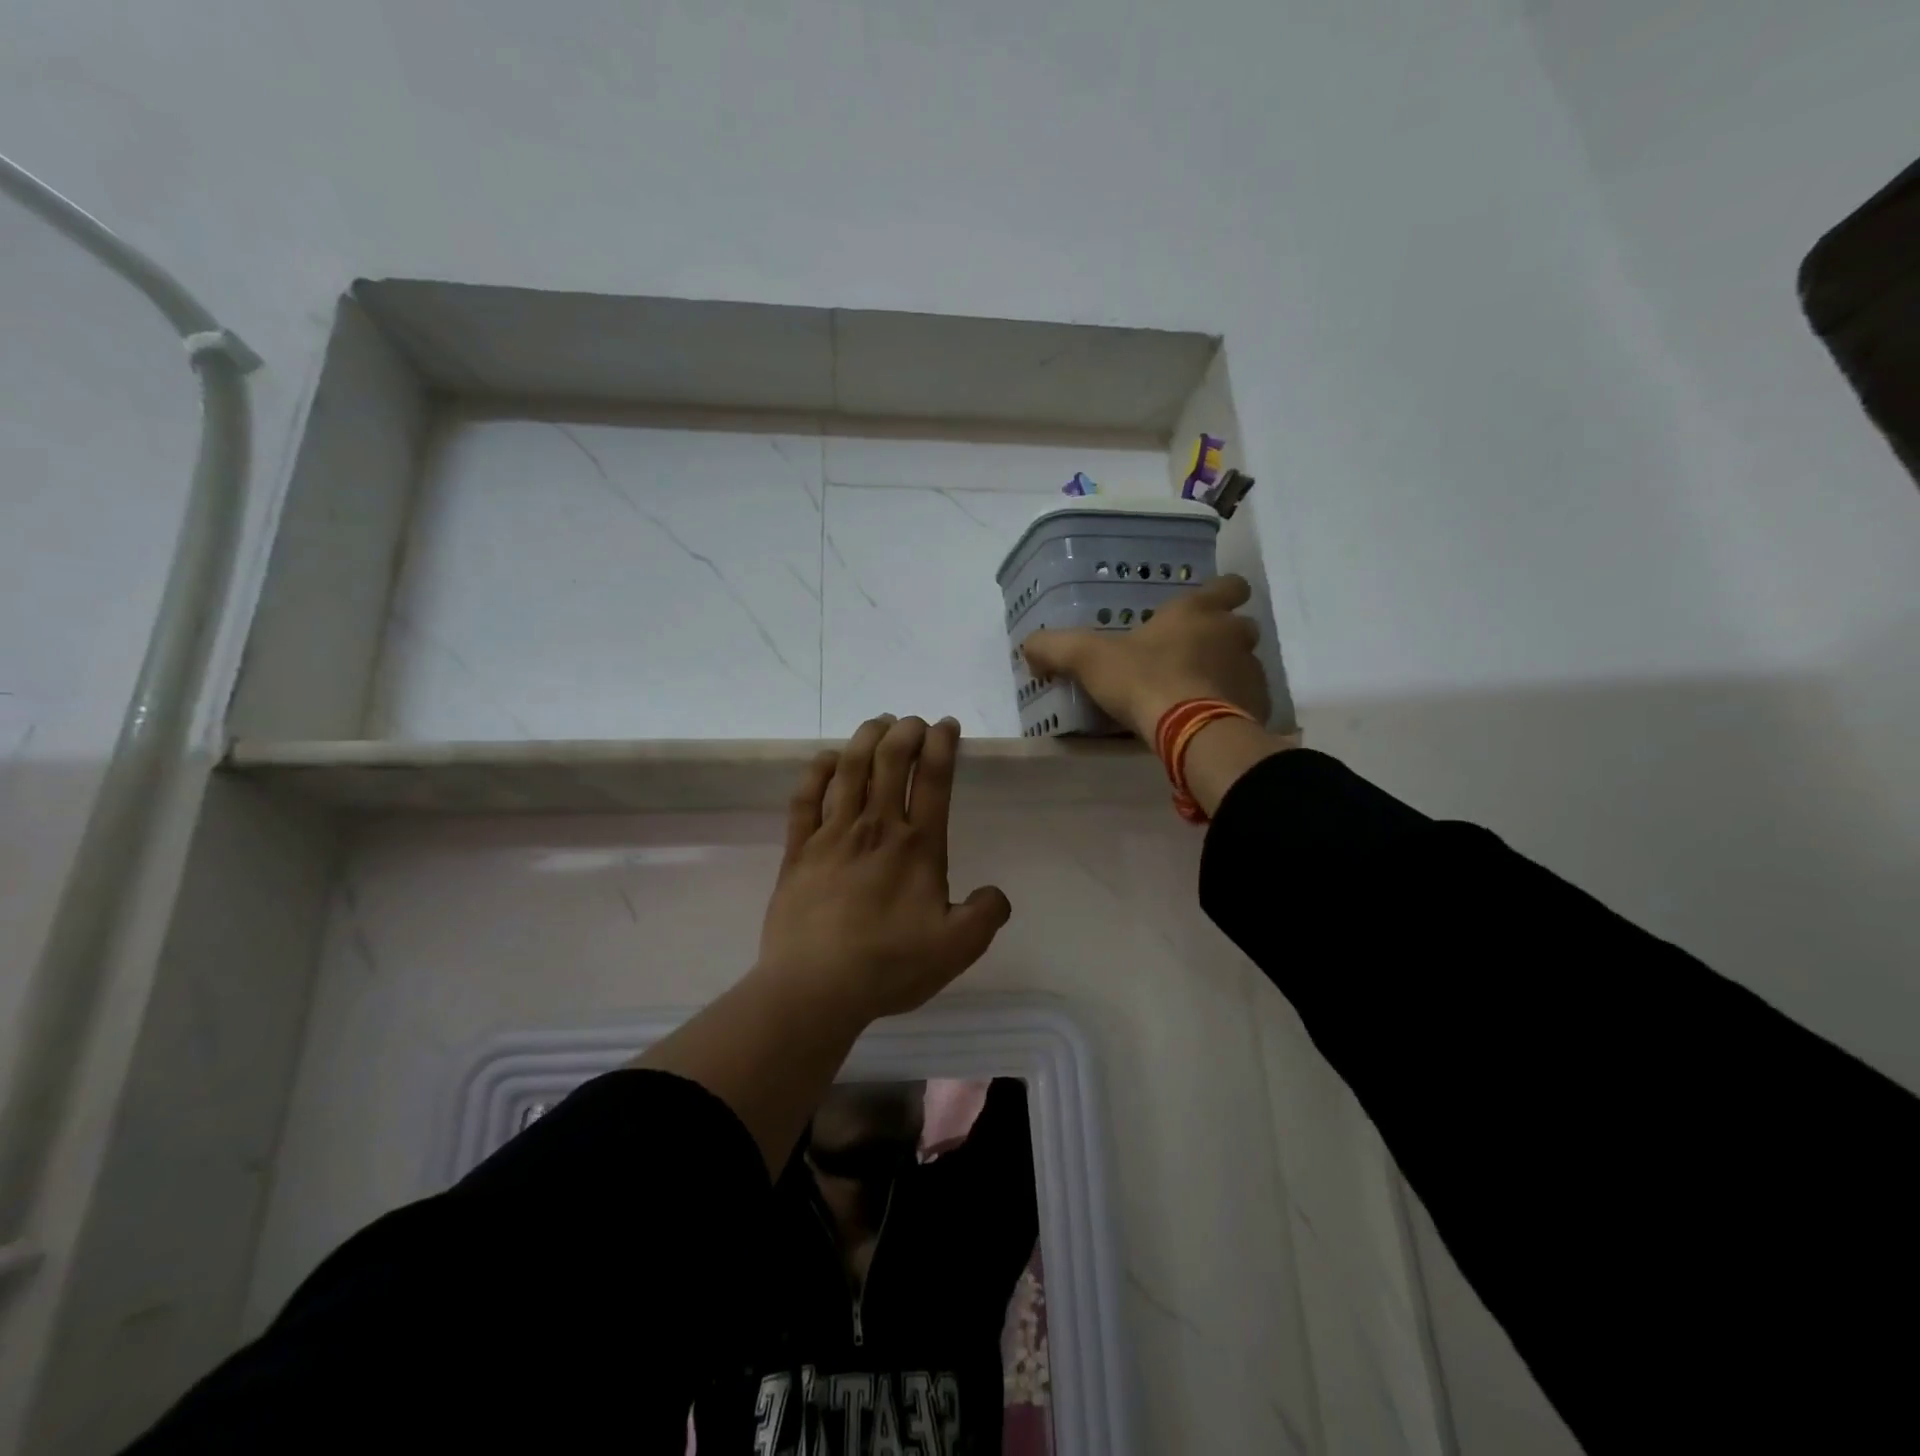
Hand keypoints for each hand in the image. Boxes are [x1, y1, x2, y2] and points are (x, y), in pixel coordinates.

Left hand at [758, 715, 1012, 1021]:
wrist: (815, 987)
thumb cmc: (889, 966)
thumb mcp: (956, 949)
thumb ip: (986, 915)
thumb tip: (995, 893)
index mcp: (917, 846)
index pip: (934, 779)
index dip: (942, 745)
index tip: (947, 725)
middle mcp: (876, 828)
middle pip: (890, 761)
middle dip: (905, 731)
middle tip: (914, 722)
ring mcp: (832, 835)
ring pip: (850, 769)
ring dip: (865, 738)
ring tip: (878, 723)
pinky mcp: (799, 850)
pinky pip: (806, 797)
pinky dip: (818, 771)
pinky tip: (827, 759)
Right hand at [1021, 574, 1271, 740]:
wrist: (1190, 731)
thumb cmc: (1143, 680)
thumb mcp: (1088, 659)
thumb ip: (1055, 647)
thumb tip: (1029, 648)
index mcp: (1197, 612)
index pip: (1229, 585)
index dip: (1222, 592)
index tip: (1207, 606)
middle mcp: (1231, 634)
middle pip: (1240, 625)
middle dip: (1223, 636)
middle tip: (1193, 654)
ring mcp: (1250, 670)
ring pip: (1245, 663)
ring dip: (1228, 672)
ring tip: (1198, 693)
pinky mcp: (1258, 706)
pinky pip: (1249, 700)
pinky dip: (1234, 706)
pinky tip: (1210, 720)